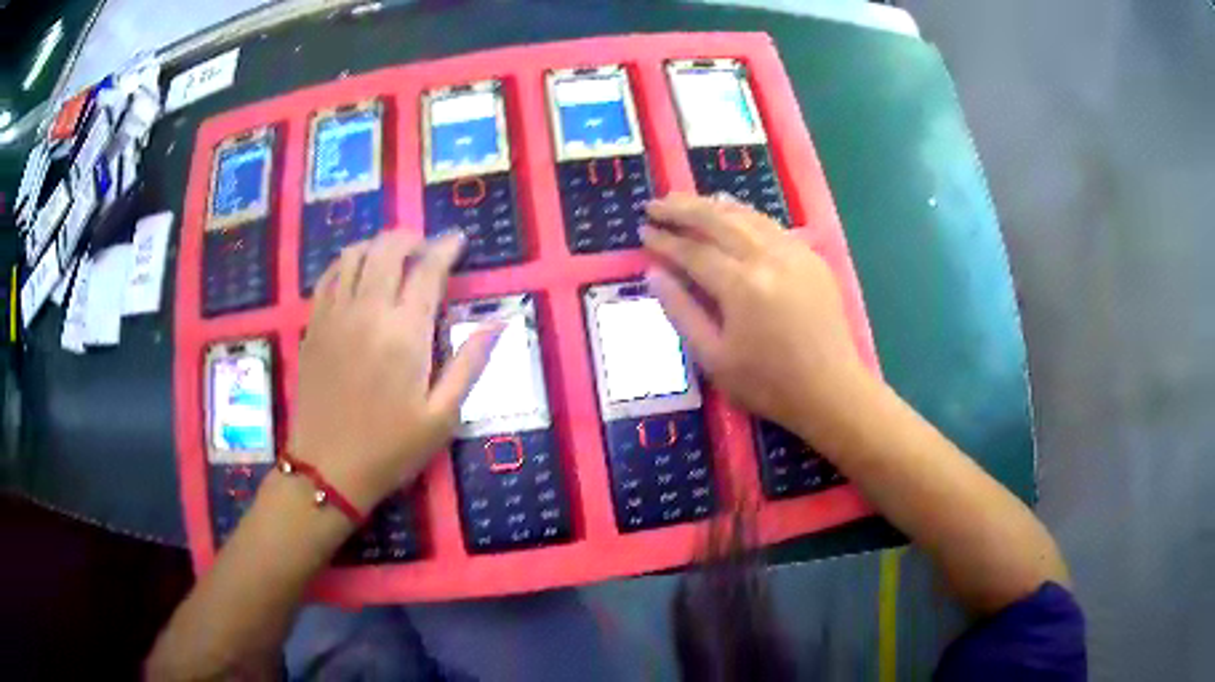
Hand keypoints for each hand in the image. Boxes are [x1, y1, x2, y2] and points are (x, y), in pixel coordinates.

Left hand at [289, 230, 501, 511]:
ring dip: (378, 244)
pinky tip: (357, 272)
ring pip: (355, 254)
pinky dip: (347, 262)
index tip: (459, 240)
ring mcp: (335, 315)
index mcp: (405, 333)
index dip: (446, 248)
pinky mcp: (314, 325)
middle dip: (411, 237)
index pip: (428, 270)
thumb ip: (470, 363)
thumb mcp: (443, 416)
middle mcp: (368, 311)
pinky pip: (329, 276)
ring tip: (393, 255)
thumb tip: (499, 322)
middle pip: (388, 249)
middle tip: (426, 246)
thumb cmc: (391, 448)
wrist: (327, 468)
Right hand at [641, 194, 866, 438]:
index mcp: (741, 285)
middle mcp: (767, 257)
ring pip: (746, 215)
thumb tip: (654, 273)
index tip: (642, 230)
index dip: (664, 240)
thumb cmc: (768, 383)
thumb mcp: (713, 358)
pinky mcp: (811, 257)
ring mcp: (793, 252)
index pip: (693, 251)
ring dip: (712, 205)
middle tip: (655, 204)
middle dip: (682, 208)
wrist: (831, 390)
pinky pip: (770, 225)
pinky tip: (731, 214)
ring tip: (685, 202)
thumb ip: (681, 311)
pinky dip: (744, 215)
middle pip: (718, 220)